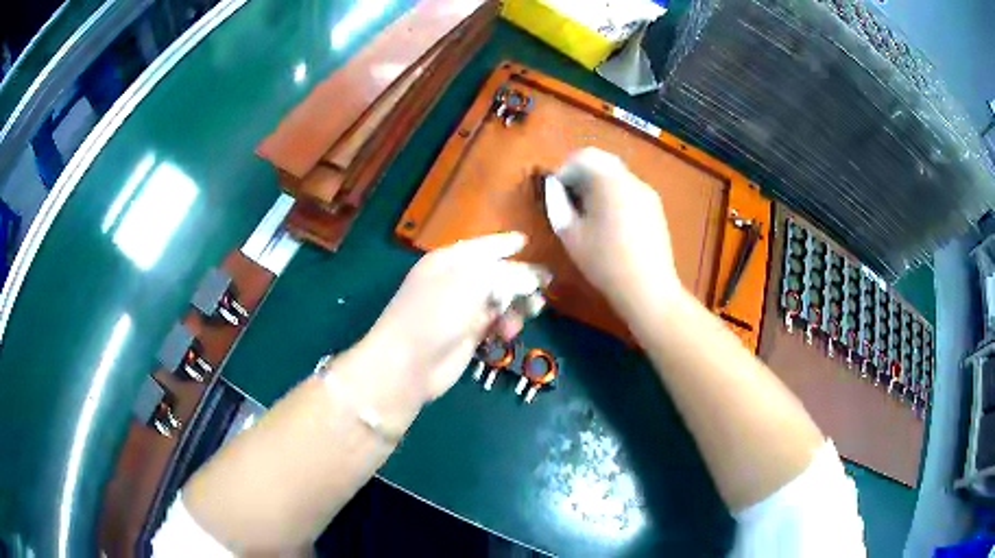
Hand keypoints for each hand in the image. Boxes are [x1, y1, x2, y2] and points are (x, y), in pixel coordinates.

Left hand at [351, 233, 546, 406]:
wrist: (409, 362)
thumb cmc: (437, 312)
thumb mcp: (475, 282)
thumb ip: (507, 275)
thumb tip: (533, 276)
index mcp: (450, 260)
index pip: (482, 246)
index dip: (504, 243)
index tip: (525, 241)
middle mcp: (455, 281)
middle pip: (495, 273)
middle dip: (520, 278)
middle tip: (546, 283)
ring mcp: (460, 310)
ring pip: (498, 300)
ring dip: (517, 304)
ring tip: (534, 309)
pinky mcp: (467, 336)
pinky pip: (494, 323)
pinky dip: (506, 325)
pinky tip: (511, 331)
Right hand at [545, 147, 680, 319]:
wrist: (648, 288)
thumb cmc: (604, 262)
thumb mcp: (570, 234)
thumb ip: (557, 203)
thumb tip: (553, 186)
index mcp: (609, 181)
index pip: (583, 156)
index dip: (565, 169)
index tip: (557, 191)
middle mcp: (631, 179)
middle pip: (602, 162)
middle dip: (582, 174)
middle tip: (571, 199)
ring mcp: (647, 192)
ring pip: (617, 175)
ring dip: (599, 185)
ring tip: (589, 212)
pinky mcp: (655, 207)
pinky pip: (630, 190)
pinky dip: (615, 195)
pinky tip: (610, 222)